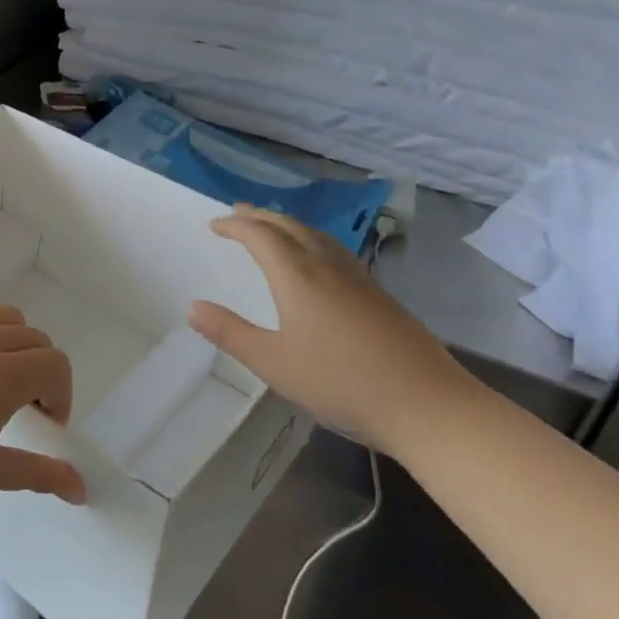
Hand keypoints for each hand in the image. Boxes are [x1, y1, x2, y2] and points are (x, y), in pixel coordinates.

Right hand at [188, 206, 473, 451]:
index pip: (260, 235)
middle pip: (290, 227)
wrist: (427, 404)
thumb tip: (192, 307)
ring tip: (272, 228)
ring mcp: (358, 278)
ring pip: (316, 235)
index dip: (235, 225)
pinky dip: (311, 241)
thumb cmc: (341, 383)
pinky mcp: (379, 295)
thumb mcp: (273, 363)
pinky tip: (317, 261)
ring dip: (288, 225)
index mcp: (297, 276)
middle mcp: (327, 266)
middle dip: (260, 217)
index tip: (214, 225)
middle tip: (237, 214)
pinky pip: (335, 250)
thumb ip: (231, 333)